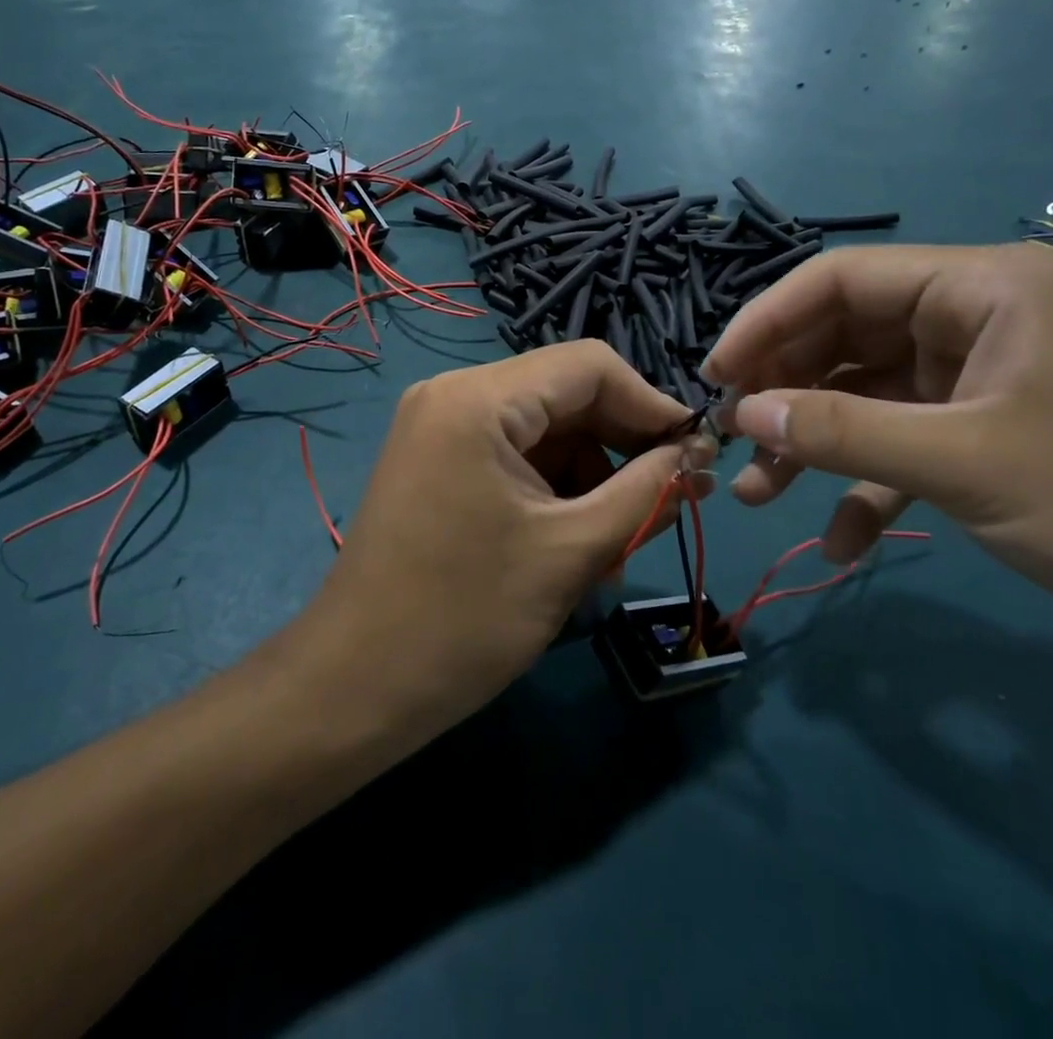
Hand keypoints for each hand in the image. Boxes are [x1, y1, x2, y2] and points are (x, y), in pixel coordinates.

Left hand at [293, 341, 714, 746]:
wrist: (355, 686)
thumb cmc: (465, 619)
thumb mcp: (571, 551)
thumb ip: (646, 493)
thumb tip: (697, 458)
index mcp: (478, 399)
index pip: (589, 366)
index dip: (650, 404)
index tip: (696, 456)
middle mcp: (453, 394)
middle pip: (564, 394)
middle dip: (621, 445)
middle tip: (670, 499)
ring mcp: (438, 427)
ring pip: (542, 429)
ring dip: (589, 476)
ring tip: (617, 543)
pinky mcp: (435, 460)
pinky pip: (512, 454)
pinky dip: (552, 489)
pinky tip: (574, 543)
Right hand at [701, 242, 1052, 666]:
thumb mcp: (970, 462)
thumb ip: (846, 433)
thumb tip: (741, 412)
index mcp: (982, 291)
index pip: (843, 279)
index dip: (767, 321)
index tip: (715, 375)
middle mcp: (973, 323)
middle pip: (844, 339)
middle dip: (783, 392)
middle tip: (728, 437)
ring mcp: (977, 383)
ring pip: (863, 399)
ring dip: (811, 446)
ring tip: (757, 494)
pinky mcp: (984, 437)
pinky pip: (900, 449)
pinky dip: (865, 490)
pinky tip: (838, 542)